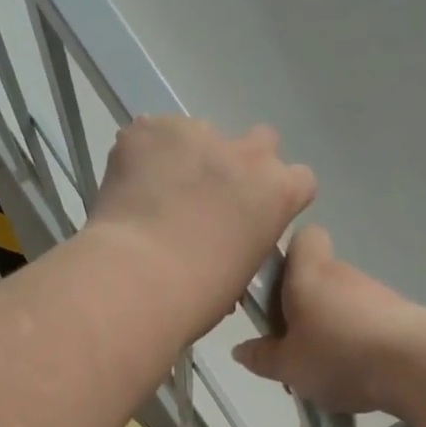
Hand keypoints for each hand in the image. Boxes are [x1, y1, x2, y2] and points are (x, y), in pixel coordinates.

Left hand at [87, 117, 315, 330]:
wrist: (137, 279)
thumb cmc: (196, 297)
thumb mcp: (240, 276)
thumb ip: (243, 244)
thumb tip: (222, 245)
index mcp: (277, 193)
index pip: (298, 180)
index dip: (274, 197)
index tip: (253, 217)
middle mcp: (246, 153)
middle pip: (258, 142)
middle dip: (238, 166)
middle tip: (207, 200)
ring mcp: (198, 133)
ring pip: (199, 136)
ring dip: (185, 160)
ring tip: (155, 198)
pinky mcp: (150, 129)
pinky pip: (151, 136)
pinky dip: (142, 158)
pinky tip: (128, 192)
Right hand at [233, 226, 425, 414]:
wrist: (414, 364)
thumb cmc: (338, 355)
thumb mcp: (287, 366)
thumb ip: (262, 357)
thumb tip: (240, 349)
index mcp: (308, 274)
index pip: (302, 238)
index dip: (288, 258)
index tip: (275, 292)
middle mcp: (342, 273)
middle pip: (317, 279)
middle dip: (302, 309)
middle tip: (290, 348)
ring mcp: (374, 293)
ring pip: (341, 304)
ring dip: (329, 329)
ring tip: (322, 371)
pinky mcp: (399, 315)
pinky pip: (365, 324)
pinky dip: (355, 343)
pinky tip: (352, 375)